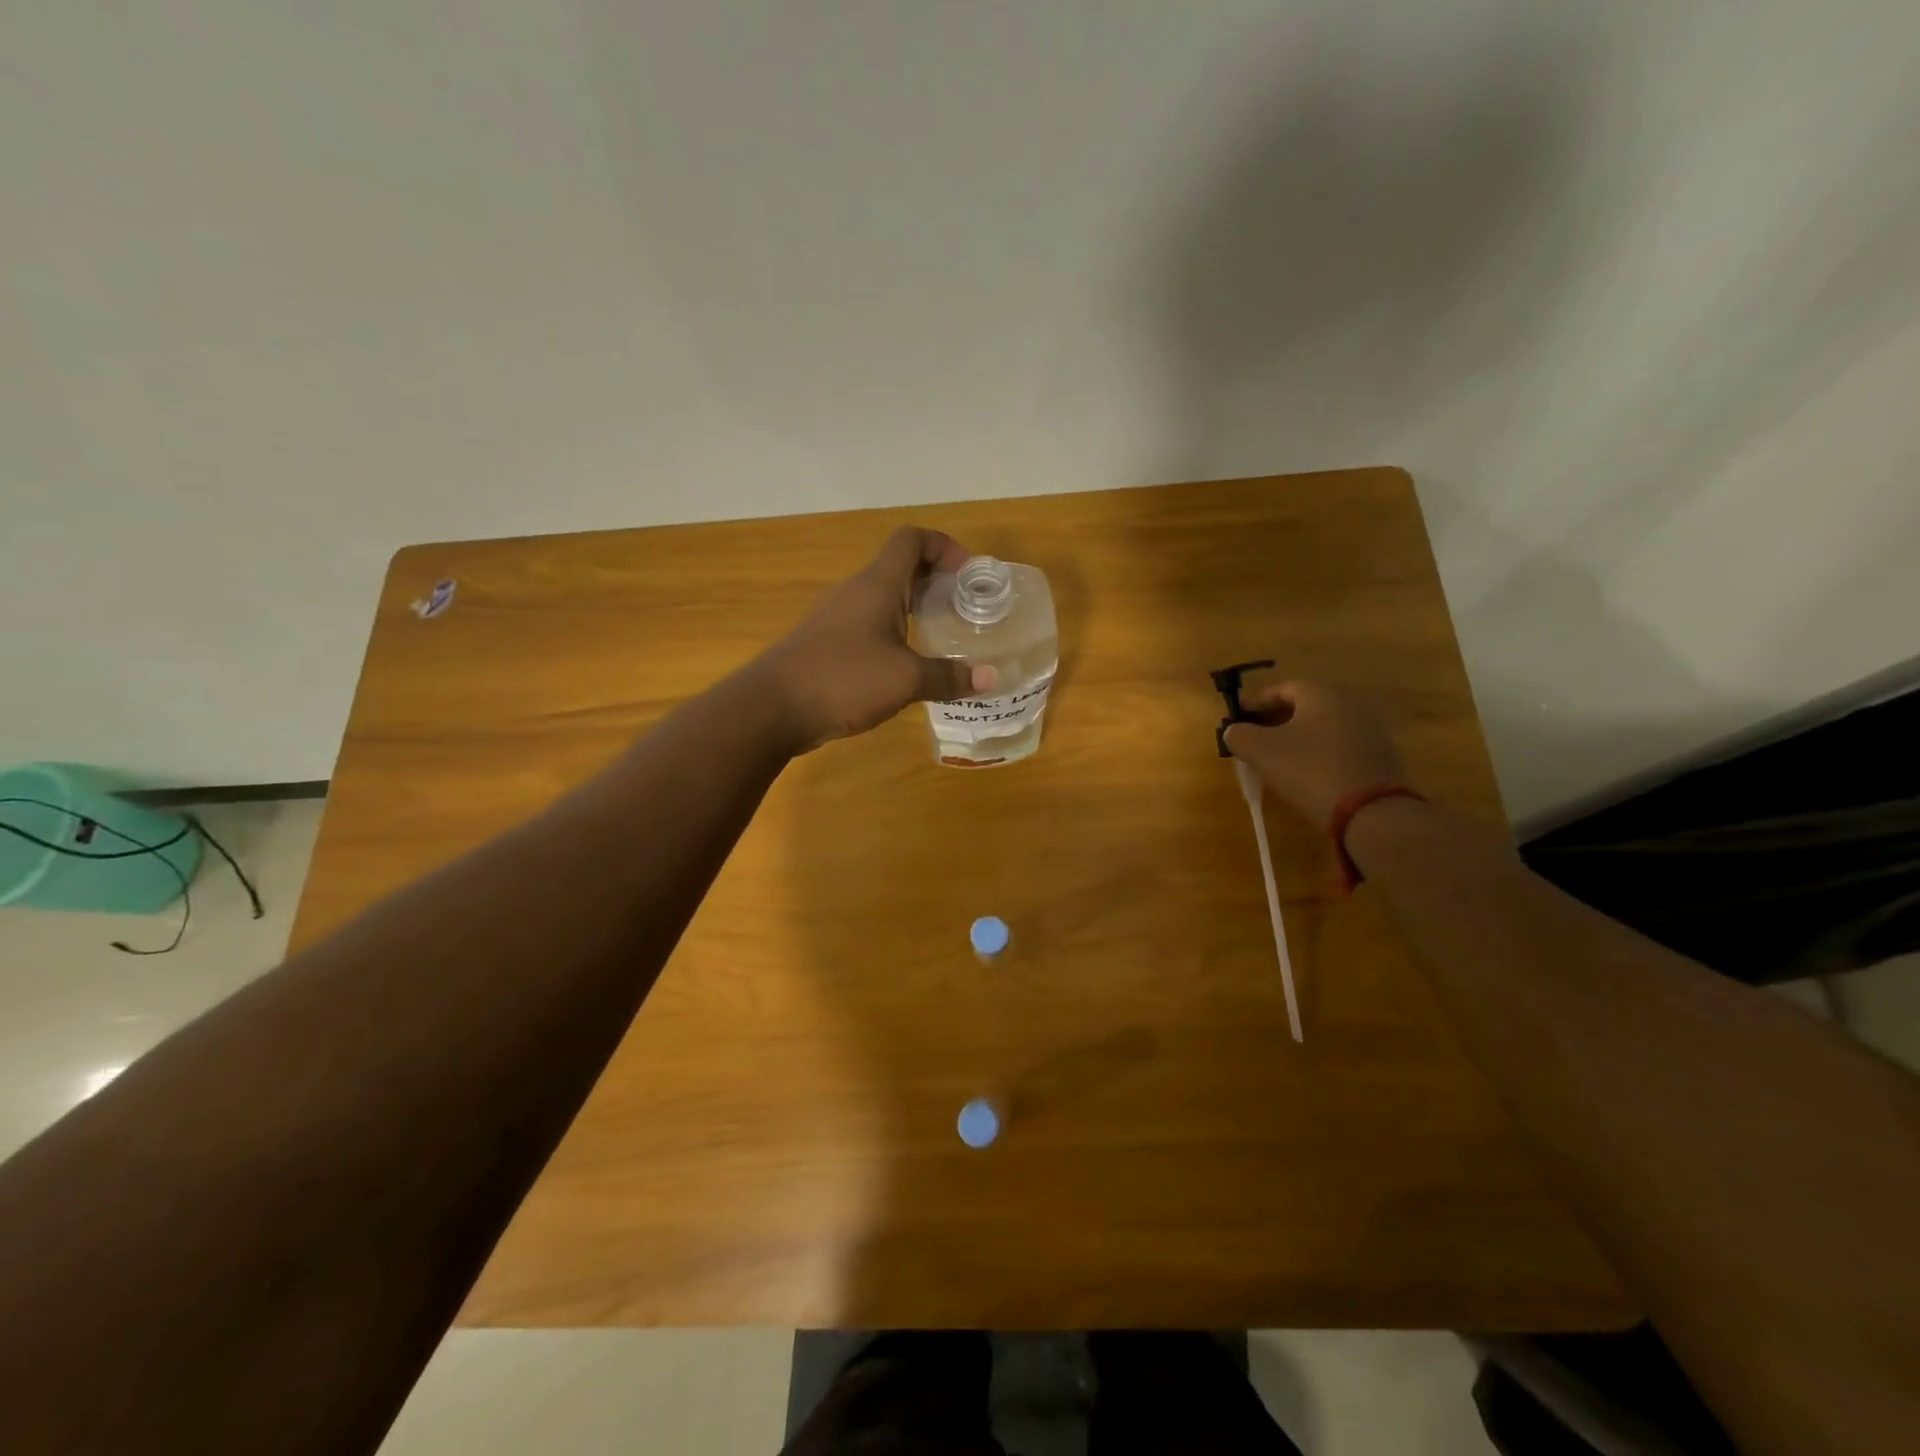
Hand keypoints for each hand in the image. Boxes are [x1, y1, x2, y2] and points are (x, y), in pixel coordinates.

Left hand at [757, 527, 994, 751]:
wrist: (772, 707)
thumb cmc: (843, 679)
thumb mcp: (905, 680)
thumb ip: (948, 677)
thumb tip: (990, 679)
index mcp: (878, 585)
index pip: (912, 540)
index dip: (944, 546)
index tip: (969, 574)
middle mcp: (857, 592)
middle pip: (901, 567)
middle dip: (937, 580)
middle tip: (966, 608)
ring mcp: (839, 618)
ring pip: (885, 598)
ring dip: (916, 608)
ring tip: (945, 636)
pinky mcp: (829, 644)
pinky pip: (871, 625)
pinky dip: (897, 632)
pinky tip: (909, 664)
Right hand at [1223, 680, 1406, 825]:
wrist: (1371, 811)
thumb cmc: (1310, 770)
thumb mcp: (1262, 751)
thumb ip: (1240, 735)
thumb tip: (1234, 731)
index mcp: (1320, 694)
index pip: (1280, 688)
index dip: (1255, 703)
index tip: (1237, 719)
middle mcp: (1348, 703)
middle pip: (1303, 706)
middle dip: (1275, 720)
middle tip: (1254, 739)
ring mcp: (1368, 730)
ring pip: (1322, 727)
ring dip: (1297, 738)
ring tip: (1277, 759)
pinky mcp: (1379, 756)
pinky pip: (1338, 746)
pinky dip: (1318, 753)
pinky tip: (1306, 774)